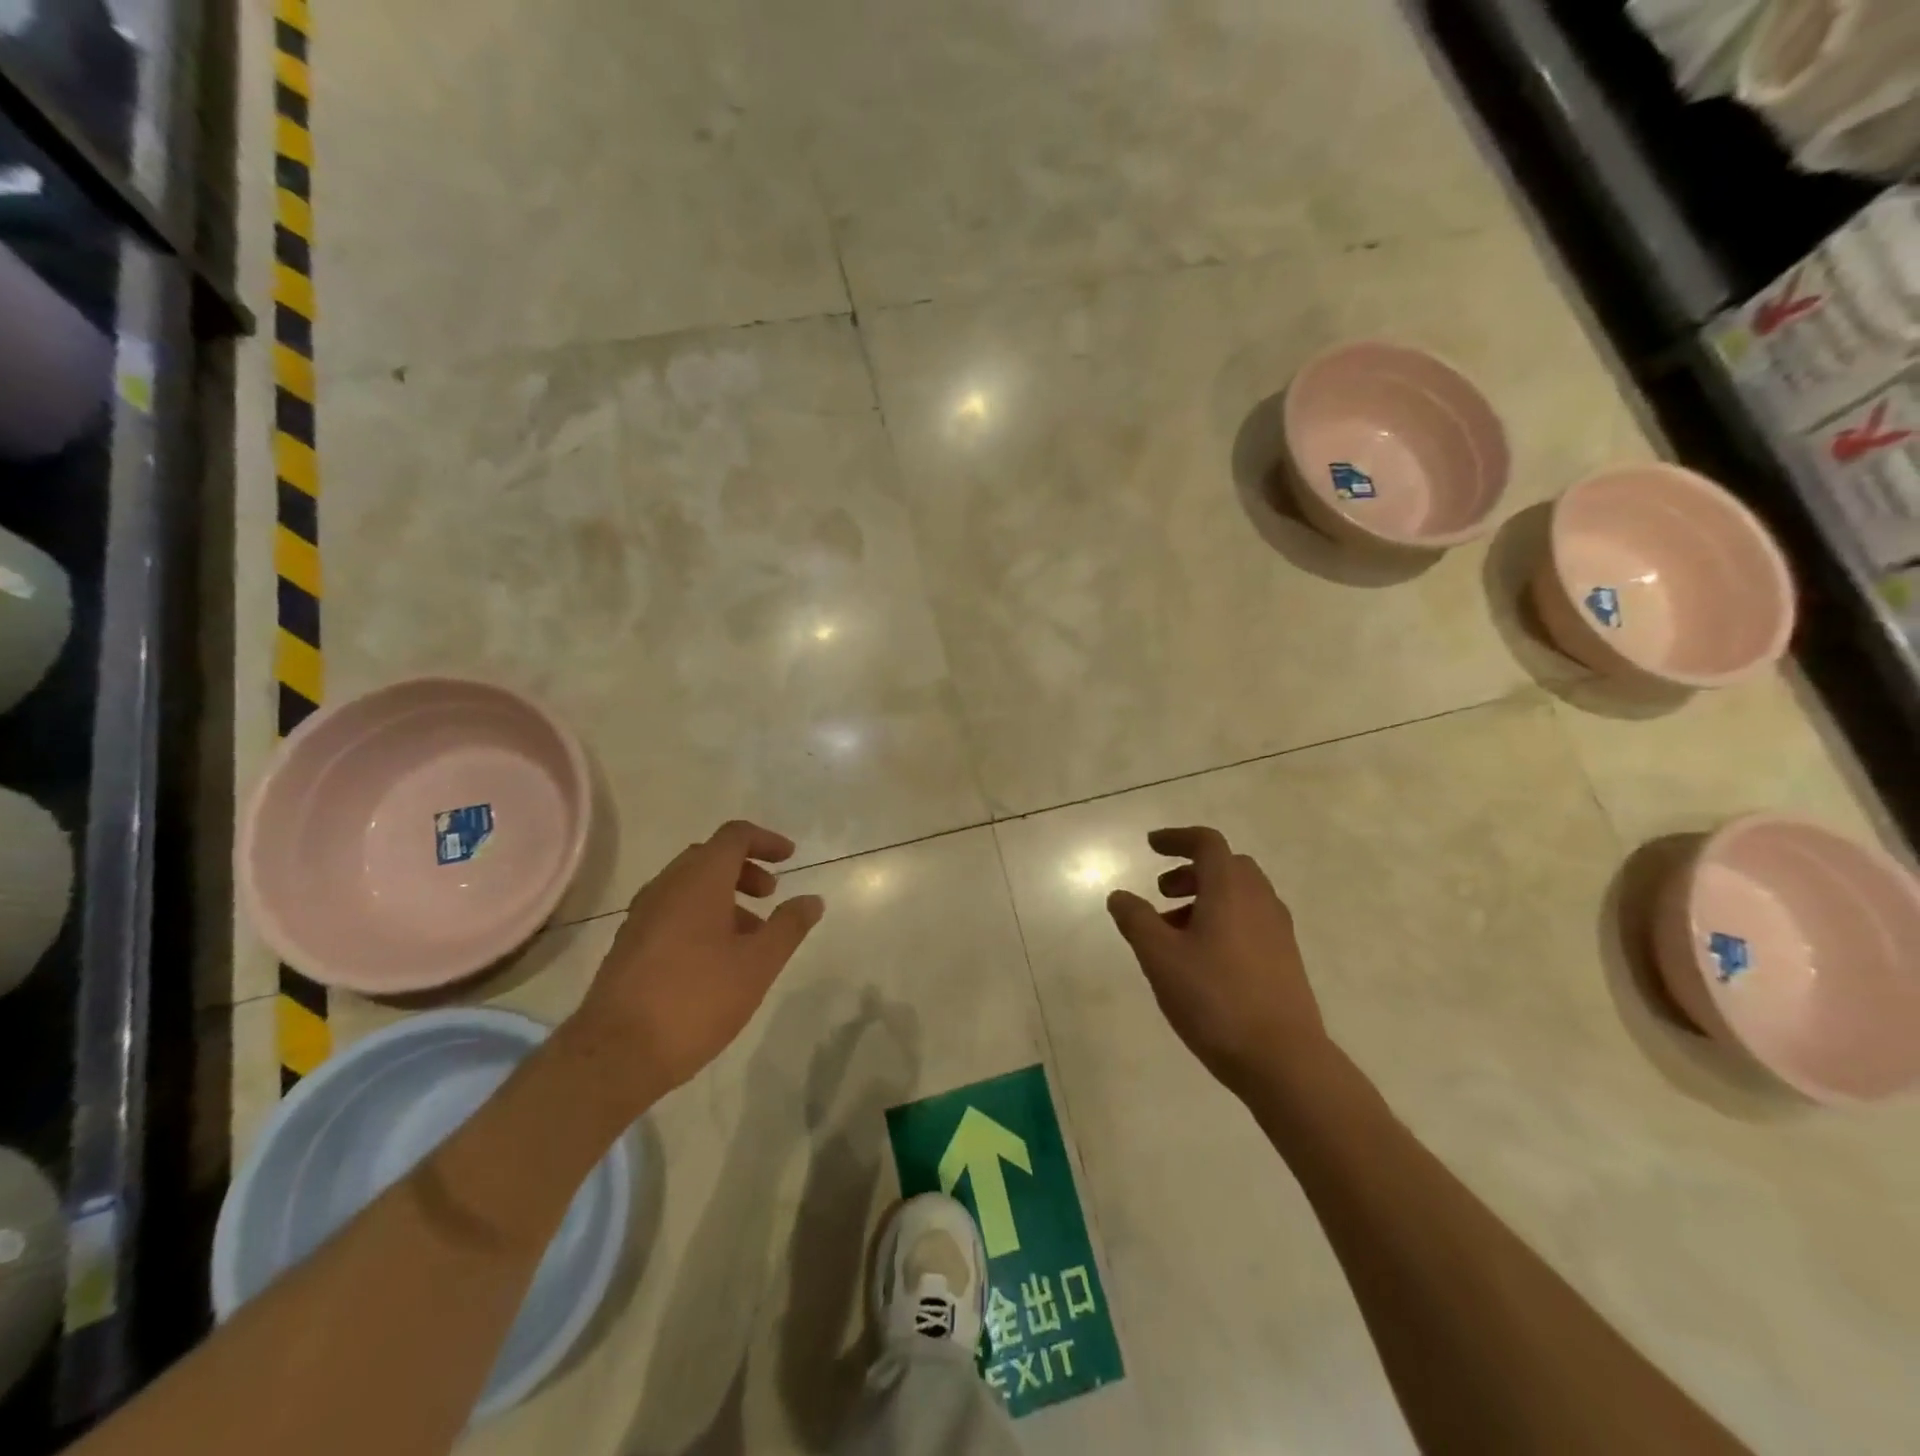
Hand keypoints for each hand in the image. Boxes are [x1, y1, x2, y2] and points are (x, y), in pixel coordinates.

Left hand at [569, 821, 824, 1106]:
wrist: (616, 1054)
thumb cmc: (697, 999)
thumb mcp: (758, 964)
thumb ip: (789, 926)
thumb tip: (812, 899)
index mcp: (699, 881)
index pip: (734, 836)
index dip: (766, 841)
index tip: (790, 859)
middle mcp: (666, 887)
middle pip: (709, 857)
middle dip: (745, 869)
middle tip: (770, 895)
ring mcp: (642, 915)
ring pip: (689, 886)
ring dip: (724, 895)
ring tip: (750, 933)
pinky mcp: (629, 944)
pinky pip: (672, 910)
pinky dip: (701, 915)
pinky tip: (716, 957)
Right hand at [1106, 826, 1326, 1095]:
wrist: (1283, 1060)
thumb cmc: (1214, 999)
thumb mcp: (1160, 957)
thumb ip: (1136, 920)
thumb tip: (1120, 896)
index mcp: (1230, 890)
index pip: (1207, 843)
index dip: (1177, 838)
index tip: (1151, 846)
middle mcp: (1260, 901)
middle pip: (1227, 866)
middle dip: (1191, 871)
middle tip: (1162, 892)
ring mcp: (1278, 931)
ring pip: (1241, 895)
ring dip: (1206, 898)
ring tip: (1174, 932)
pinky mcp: (1286, 960)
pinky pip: (1251, 921)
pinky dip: (1224, 920)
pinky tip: (1203, 958)